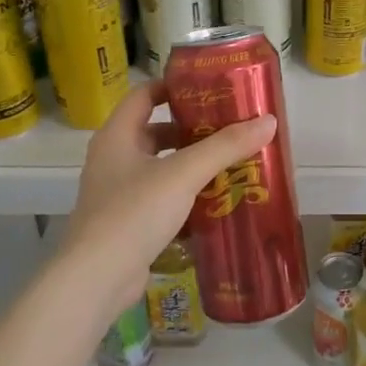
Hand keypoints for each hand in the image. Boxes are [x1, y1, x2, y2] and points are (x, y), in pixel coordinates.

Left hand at [58, 81, 277, 314]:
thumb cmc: (134, 212)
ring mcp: (117, 193)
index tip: (209, 89)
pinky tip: (214, 202)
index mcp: (117, 136)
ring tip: (230, 163)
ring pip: (160, 168)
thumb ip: (225, 147)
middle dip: (191, 130)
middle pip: (155, 132)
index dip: (174, 87)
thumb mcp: (184, 174)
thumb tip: (268, 121)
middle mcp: (113, 159)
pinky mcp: (126, 223)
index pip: (144, 95)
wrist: (97, 278)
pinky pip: (160, 198)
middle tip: (229, 129)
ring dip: (191, 165)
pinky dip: (185, 196)